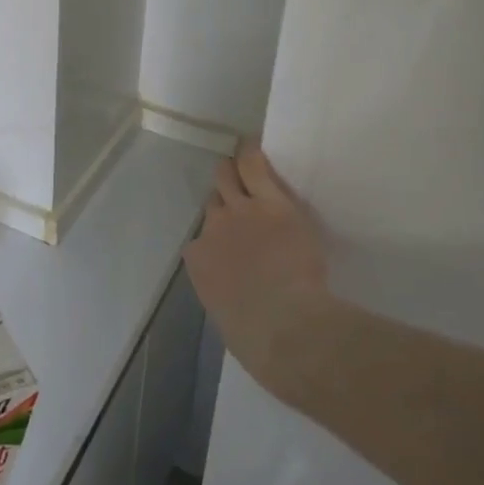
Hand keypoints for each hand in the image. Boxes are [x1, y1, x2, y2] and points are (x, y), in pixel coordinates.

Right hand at [183, 143, 336, 397]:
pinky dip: (252, 155)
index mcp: (198, 260)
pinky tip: (253, 145)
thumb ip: (226, 291)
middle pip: (213, 201)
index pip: (202, 238)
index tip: (231, 241)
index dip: (217, 237)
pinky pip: (254, 167)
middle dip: (222, 198)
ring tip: (241, 163)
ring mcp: (240, 213)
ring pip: (227, 178)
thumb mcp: (228, 316)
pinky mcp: (271, 203)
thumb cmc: (257, 339)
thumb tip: (235, 290)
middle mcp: (212, 229)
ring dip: (232, 173)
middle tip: (236, 196)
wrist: (285, 328)